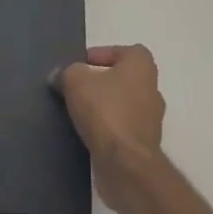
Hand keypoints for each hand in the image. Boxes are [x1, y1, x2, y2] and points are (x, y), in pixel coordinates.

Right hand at [56, 44, 165, 211]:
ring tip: (78, 112)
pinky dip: (107, 128)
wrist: (125, 162)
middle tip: (77, 88)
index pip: (127, 51)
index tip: (82, 65)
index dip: (104, 54)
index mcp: (142, 66)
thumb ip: (67, 72)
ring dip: (104, 106)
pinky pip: (122, 128)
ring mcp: (151, 119)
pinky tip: (87, 132)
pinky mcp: (144, 144)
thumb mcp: (75, 80)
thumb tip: (60, 76)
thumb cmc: (105, 110)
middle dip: (101, 82)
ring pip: (124, 104)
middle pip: (124, 78)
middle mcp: (152, 89)